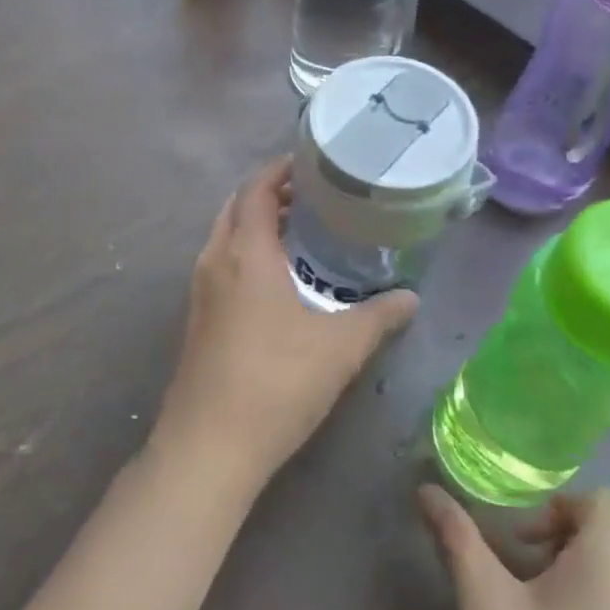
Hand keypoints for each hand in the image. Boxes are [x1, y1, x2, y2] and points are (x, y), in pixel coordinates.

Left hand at [150, 157, 417, 500]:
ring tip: (299, 234)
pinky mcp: (198, 319)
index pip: (256, 189)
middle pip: (236, 208)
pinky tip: (277, 282)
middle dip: (269, 194)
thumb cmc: (276, 382)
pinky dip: (245, 254)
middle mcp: (215, 261)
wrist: (209, 446)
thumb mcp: (340, 348)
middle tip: (312, 198)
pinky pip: (221, 265)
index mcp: (245, 253)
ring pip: (225, 237)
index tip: (310, 164)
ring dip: (255, 225)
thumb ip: (378, 317)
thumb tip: (411, 298)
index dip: (280, 170)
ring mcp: (200, 291)